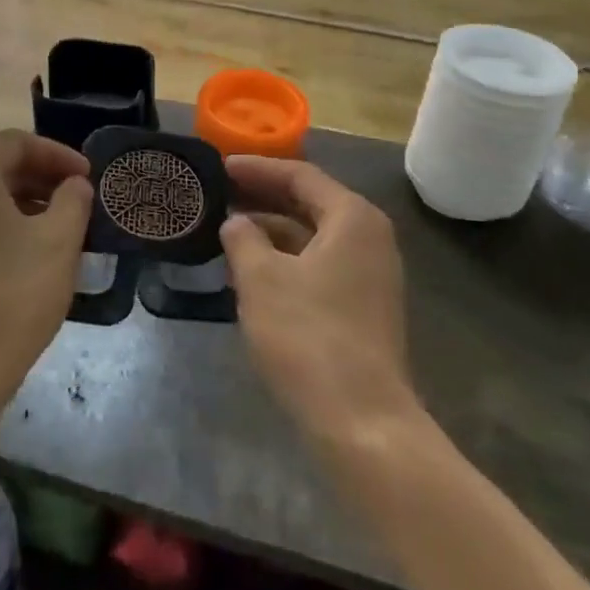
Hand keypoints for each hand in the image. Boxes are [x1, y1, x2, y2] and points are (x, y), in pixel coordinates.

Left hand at [0, 130, 92, 406]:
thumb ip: (73, 199)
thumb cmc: (12, 296)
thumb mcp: (59, 241)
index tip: (89, 176)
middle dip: (43, 176)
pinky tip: (34, 250)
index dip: (58, 154)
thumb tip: (74, 184)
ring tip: (64, 224)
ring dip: (27, 200)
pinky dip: (6, 223)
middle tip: (80, 197)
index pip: (17, 142)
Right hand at [220, 157, 417, 445]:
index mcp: (352, 218)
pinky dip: (285, 259)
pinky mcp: (362, 308)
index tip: (219, 167)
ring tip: (226, 228)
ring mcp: (370, 276)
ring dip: (271, 230)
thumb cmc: (308, 336)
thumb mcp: (261, 279)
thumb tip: (235, 222)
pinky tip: (250, 269)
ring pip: (312, 236)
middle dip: (263, 196)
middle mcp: (369, 239)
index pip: (300, 175)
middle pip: (310, 202)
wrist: (361, 422)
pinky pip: (318, 265)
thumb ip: (243, 238)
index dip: (257, 168)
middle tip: (219, 193)